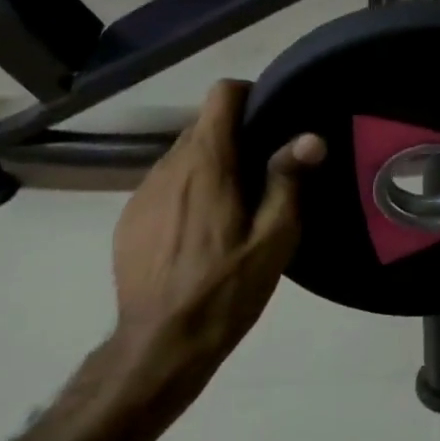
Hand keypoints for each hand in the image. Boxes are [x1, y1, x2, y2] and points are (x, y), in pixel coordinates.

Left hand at [110, 80, 323, 381]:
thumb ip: (288, 182)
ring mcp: (143, 192)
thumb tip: (310, 137)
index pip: (221, 95)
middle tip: (264, 172)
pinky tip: (199, 232)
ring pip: (182, 156)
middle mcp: (169, 166)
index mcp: (207, 164)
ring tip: (234, 204)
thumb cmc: (224, 290)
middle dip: (235, 136)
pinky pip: (164, 185)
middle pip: (204, 125)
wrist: (159, 345)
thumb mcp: (273, 240)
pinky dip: (186, 191)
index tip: (271, 119)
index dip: (249, 95)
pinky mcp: (129, 218)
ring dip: (210, 165)